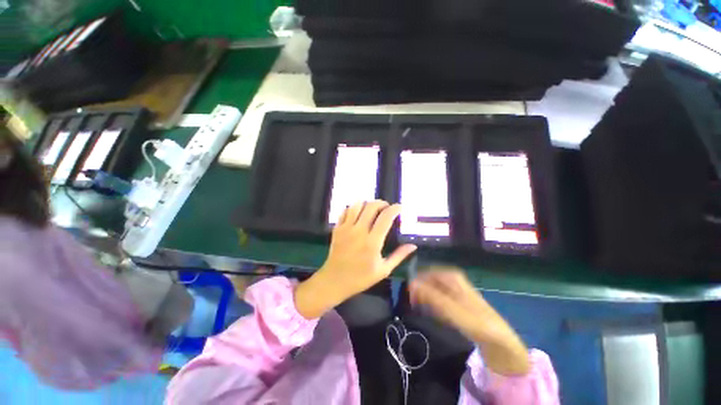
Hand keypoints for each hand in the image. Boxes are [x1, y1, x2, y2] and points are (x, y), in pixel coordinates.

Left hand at [295, 201, 416, 318]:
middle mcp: (359, 231)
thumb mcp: (383, 270)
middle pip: (371, 206)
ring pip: (357, 205)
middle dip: (381, 203)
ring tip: (372, 208)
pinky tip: (358, 213)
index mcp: (372, 242)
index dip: (394, 209)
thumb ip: (399, 256)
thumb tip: (413, 245)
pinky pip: (345, 211)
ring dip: (367, 203)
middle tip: (386, 207)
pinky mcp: (337, 228)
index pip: (385, 218)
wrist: (334, 281)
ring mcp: (346, 228)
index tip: (400, 207)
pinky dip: (354, 208)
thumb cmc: (360, 278)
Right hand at [409, 268, 530, 375]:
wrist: (499, 340)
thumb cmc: (476, 322)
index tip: (409, 298)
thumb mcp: (451, 308)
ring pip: (431, 290)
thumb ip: (430, 295)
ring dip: (425, 300)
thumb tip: (411, 283)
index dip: (415, 284)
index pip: (424, 273)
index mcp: (450, 275)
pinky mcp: (455, 300)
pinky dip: (433, 306)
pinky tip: (433, 315)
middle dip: (419, 292)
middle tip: (414, 307)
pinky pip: (437, 299)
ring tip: (422, 312)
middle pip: (427, 281)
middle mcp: (451, 278)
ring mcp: (454, 289)